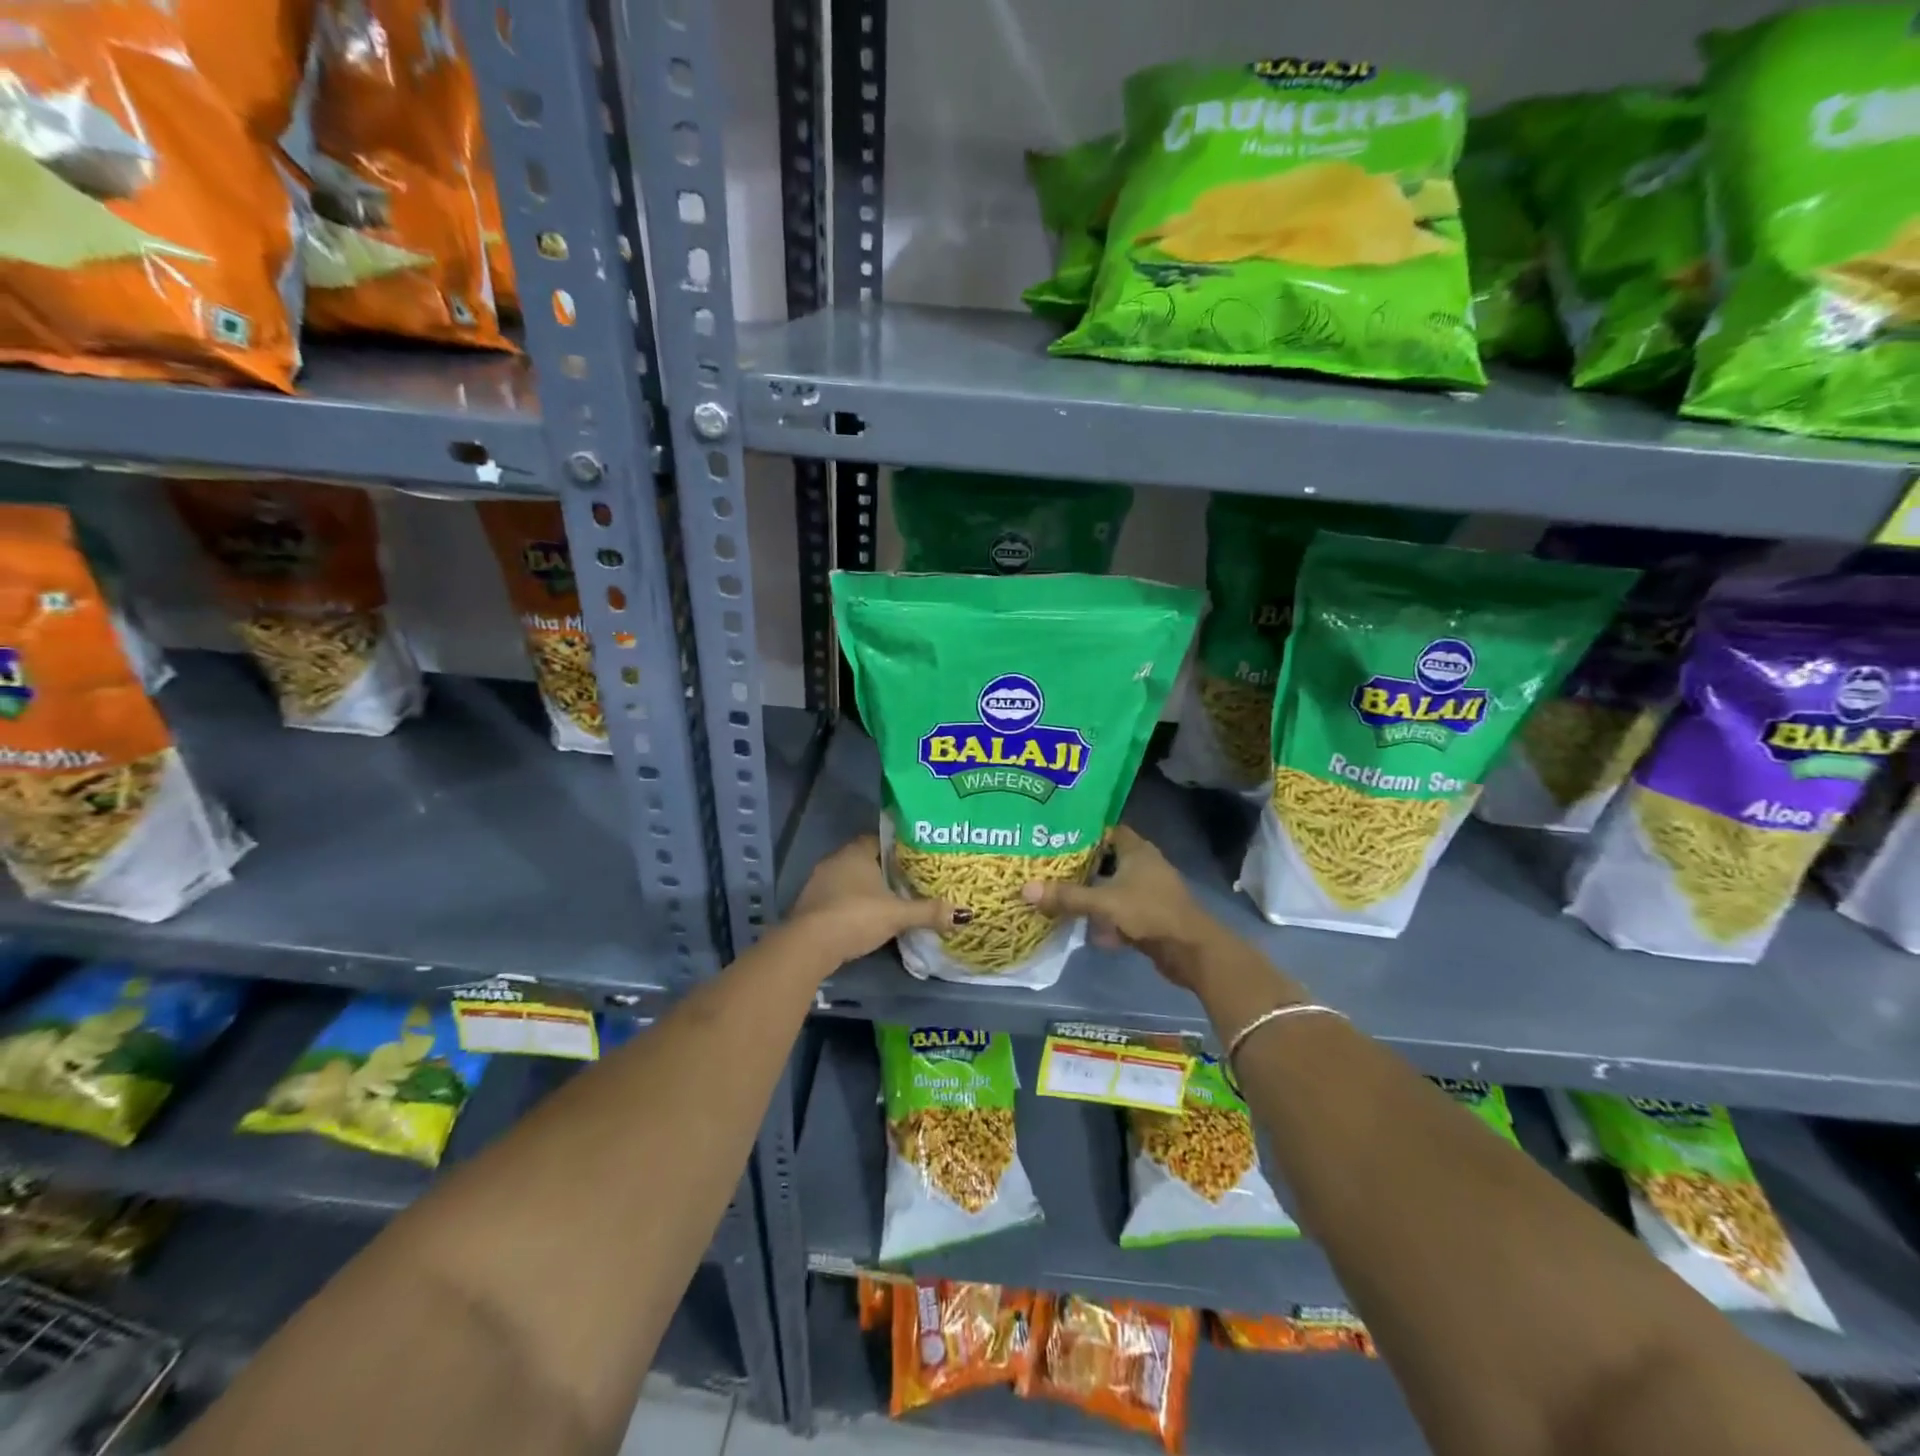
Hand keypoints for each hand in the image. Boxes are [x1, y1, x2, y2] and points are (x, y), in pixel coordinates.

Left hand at [787, 835, 952, 966]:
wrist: (808, 945)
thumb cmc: (855, 917)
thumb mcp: (897, 915)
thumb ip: (928, 912)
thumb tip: (963, 913)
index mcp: (856, 852)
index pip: (880, 839)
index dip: (898, 848)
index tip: (916, 858)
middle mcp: (835, 860)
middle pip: (865, 859)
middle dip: (885, 870)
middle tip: (909, 881)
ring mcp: (819, 882)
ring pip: (850, 879)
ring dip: (867, 889)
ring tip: (891, 901)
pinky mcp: (810, 905)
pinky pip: (838, 897)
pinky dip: (852, 904)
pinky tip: (866, 918)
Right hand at [1019, 825, 1218, 987]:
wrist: (1191, 951)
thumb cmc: (1150, 913)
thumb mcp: (1104, 903)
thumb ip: (1067, 896)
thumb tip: (1025, 889)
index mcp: (1136, 850)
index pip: (1106, 830)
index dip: (1083, 831)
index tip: (1055, 836)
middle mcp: (1143, 865)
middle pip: (1106, 859)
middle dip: (1081, 865)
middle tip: (1049, 867)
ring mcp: (1148, 891)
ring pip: (1112, 886)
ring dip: (1092, 893)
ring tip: (1060, 896)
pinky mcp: (1149, 915)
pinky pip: (1120, 910)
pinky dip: (1105, 917)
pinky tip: (1086, 929)